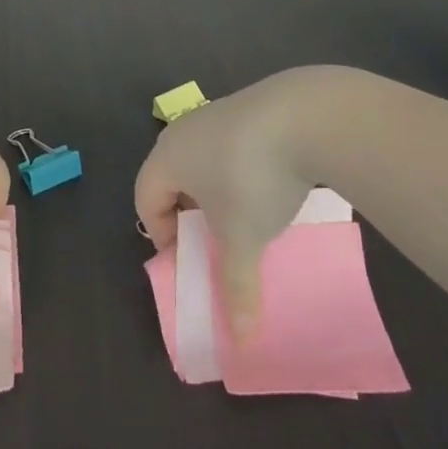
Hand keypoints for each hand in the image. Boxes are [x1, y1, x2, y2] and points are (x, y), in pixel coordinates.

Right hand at [133, 69, 323, 337]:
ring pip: (204, 160)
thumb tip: (241, 341)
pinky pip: (231, 146)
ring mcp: (217, 113)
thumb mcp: (243, 238)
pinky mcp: (249, 107)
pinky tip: (271, 184)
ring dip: (218, 192)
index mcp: (167, 157)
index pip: (145, 199)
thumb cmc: (252, 178)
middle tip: (216, 243)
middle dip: (190, 215)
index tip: (192, 260)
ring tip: (247, 217)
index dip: (163, 236)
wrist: (303, 116)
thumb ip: (237, 287)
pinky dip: (241, 169)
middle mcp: (183, 130)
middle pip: (172, 178)